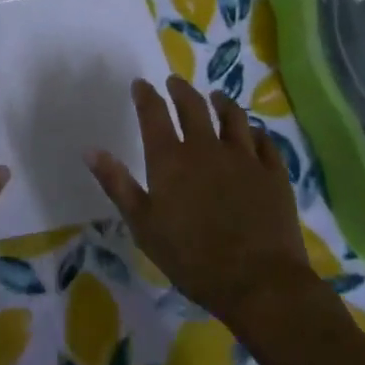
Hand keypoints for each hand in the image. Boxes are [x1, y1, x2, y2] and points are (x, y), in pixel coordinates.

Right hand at [86, 75, 323, 332]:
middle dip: (181, 90)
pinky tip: (253, 133)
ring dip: (222, 102)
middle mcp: (206, 147)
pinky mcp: (273, 173)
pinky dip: (255, 132)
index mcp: (170, 158)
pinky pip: (264, 141)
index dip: (146, 95)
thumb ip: (117, 184)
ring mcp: (243, 157)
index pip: (153, 113)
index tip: (141, 84)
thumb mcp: (143, 225)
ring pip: (233, 116)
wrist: (259, 283)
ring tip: (217, 97)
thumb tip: (90, 150)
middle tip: (175, 81)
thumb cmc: (192, 258)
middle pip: (193, 106)